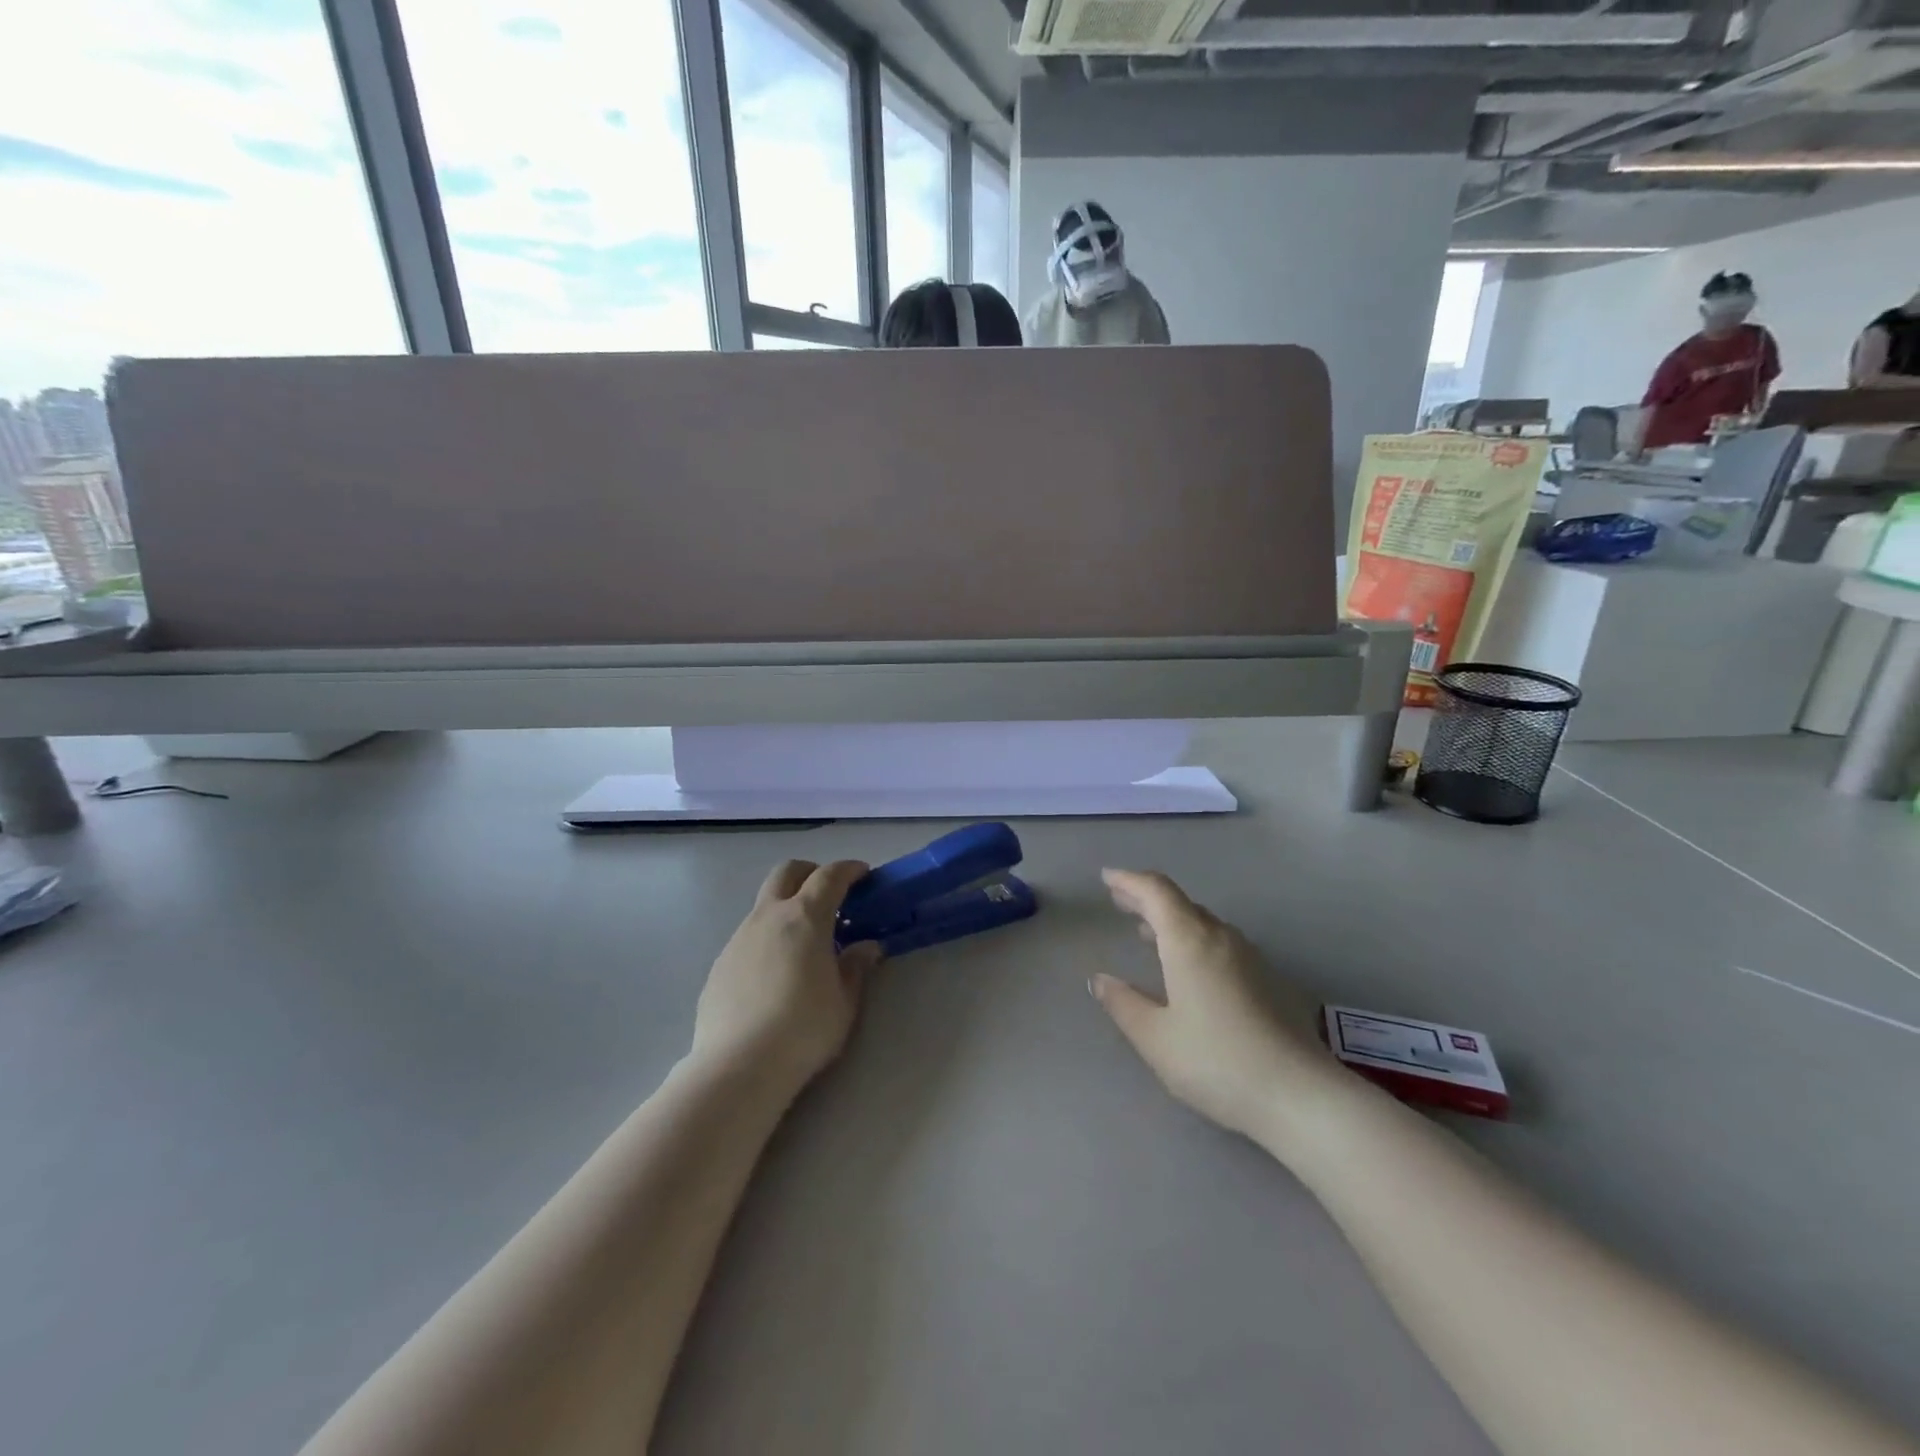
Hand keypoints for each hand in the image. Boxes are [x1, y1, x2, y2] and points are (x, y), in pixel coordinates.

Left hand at [690, 860, 881, 1097]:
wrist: (738, 1066)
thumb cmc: (804, 1029)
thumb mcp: (845, 1002)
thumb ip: (856, 967)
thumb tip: (866, 947)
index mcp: (805, 917)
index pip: (830, 876)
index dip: (849, 869)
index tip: (863, 875)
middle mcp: (769, 916)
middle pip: (787, 872)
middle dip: (811, 873)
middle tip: (830, 896)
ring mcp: (739, 938)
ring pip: (765, 905)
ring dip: (787, 909)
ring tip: (804, 945)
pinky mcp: (720, 964)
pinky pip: (749, 937)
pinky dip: (768, 940)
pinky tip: (775, 976)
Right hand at [1089, 869, 1348, 1143]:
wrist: (1300, 1095)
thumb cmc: (1216, 1061)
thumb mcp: (1155, 1038)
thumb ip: (1123, 1004)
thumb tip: (1099, 980)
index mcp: (1189, 940)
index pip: (1156, 892)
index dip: (1129, 880)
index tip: (1106, 877)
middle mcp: (1220, 937)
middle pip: (1179, 903)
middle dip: (1146, 899)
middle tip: (1120, 900)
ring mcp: (1249, 957)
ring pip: (1203, 923)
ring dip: (1172, 920)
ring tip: (1147, 932)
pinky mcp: (1268, 979)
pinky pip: (1220, 943)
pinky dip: (1193, 940)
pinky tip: (1188, 966)